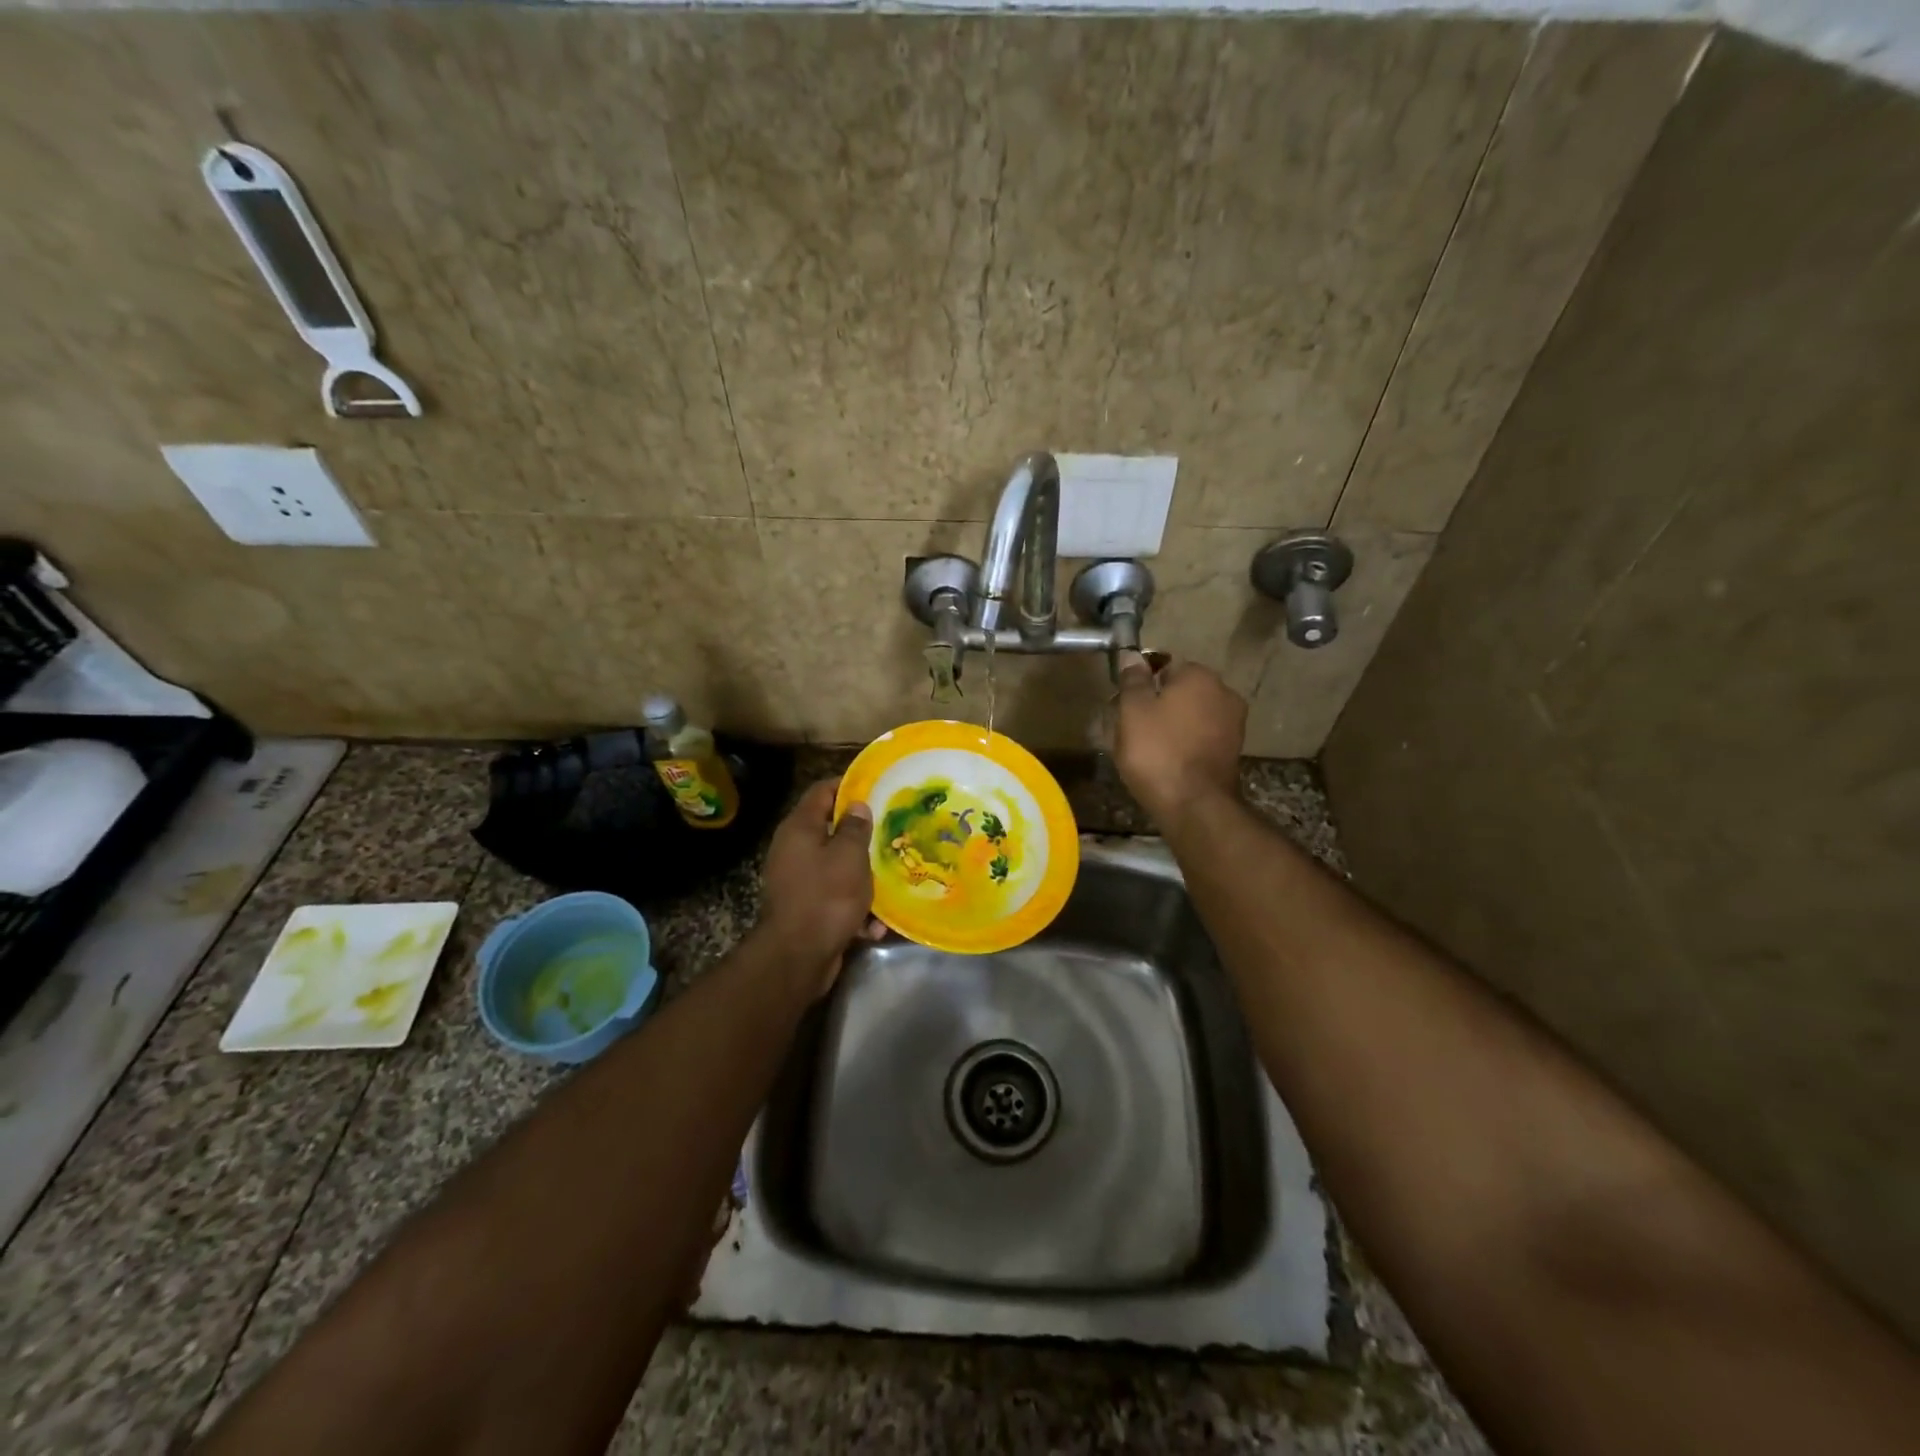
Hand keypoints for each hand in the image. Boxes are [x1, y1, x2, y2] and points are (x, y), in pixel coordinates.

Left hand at [759, 779, 881, 994]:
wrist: (797, 957)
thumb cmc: (826, 896)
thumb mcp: (849, 856)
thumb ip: (855, 827)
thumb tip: (857, 805)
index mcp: (799, 828)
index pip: (821, 791)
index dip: (848, 785)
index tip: (877, 787)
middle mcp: (794, 849)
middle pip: (830, 829)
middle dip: (861, 833)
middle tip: (892, 830)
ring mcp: (798, 880)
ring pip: (836, 866)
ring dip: (863, 874)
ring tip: (892, 876)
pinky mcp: (806, 908)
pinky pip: (835, 898)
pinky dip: (855, 908)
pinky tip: (875, 925)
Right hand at [1113, 653, 1246, 827]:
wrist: (1194, 804)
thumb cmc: (1157, 751)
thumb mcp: (1132, 711)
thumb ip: (1133, 680)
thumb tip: (1132, 655)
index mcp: (1199, 676)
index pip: (1165, 666)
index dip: (1143, 685)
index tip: (1126, 706)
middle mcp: (1224, 692)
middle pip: (1182, 692)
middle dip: (1160, 705)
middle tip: (1133, 729)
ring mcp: (1234, 723)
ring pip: (1193, 716)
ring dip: (1174, 726)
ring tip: (1149, 749)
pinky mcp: (1234, 751)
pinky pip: (1203, 737)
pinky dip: (1187, 744)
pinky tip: (1169, 762)